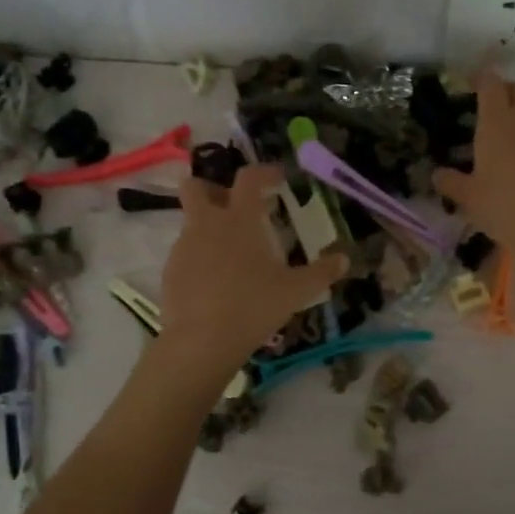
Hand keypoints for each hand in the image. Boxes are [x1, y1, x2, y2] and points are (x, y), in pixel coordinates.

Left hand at [159, 164, 346, 368]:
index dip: (263, 172)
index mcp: (240, 219)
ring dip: (209, 227)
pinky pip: (185, 253)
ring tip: (232, 255)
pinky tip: (216, 283)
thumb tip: (344, 259)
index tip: (277, 179)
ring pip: (192, 222)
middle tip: (234, 206)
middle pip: (196, 187)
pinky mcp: (170, 271)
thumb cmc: (254, 306)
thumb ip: (321, 272)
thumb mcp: (296, 291)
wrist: (201, 341)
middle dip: (212, 188)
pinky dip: (200, 258)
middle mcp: (207, 224)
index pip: (248, 178)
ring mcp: (183, 247)